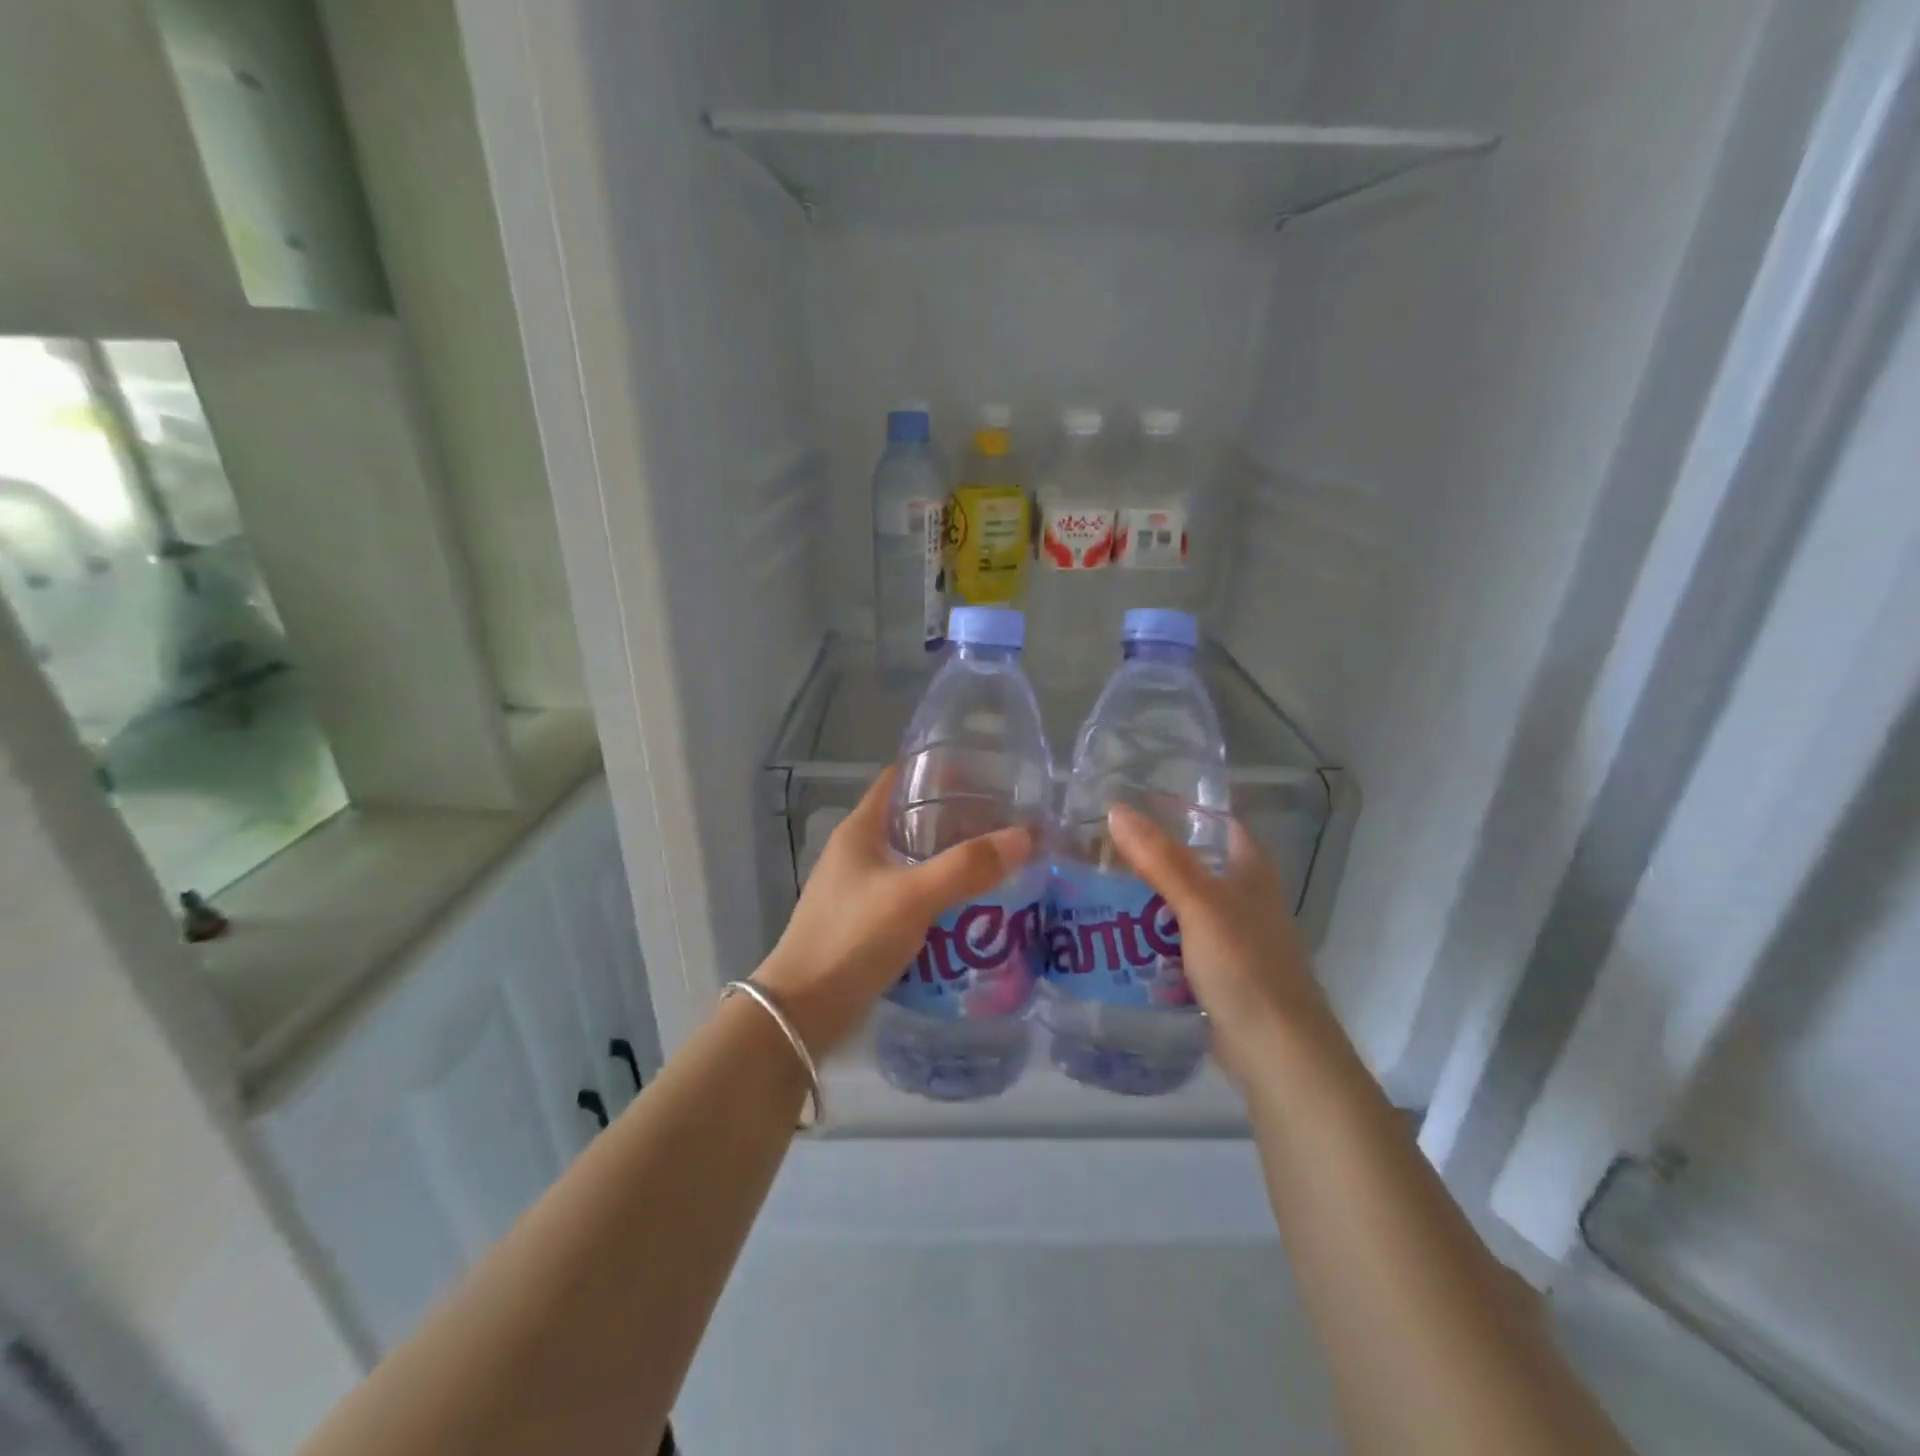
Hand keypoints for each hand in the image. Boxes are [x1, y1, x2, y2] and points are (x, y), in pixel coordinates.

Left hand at [756, 768, 1032, 1055]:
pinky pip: (913, 896)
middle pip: (912, 820)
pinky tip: (973, 904)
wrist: (803, 1011)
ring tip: (998, 859)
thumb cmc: (851, 937)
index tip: (983, 772)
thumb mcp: (912, 896)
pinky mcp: (868, 922)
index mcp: (860, 830)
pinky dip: (941, 894)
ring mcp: (861, 889)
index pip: (898, 780)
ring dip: (951, 859)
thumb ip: (966, 866)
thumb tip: (1025, 836)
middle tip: (1004, 820)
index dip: (936, 769)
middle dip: (956, 819)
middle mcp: (858, 852)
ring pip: (915, 860)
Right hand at [1106, 803, 1334, 1088]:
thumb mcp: (1200, 906)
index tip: (1129, 805)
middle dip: (1148, 858)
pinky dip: (1150, 937)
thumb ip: (1160, 859)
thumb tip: (1115, 809)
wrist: (1278, 1053)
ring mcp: (1231, 937)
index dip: (1178, 811)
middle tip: (1097, 851)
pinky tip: (1116, 938)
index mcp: (1251, 871)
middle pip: (1191, 864)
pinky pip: (1176, 942)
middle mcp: (1244, 898)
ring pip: (1180, 905)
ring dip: (1144, 899)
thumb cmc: (1246, 967)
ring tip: (1095, 889)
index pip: (1215, 823)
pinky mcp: (1217, 972)